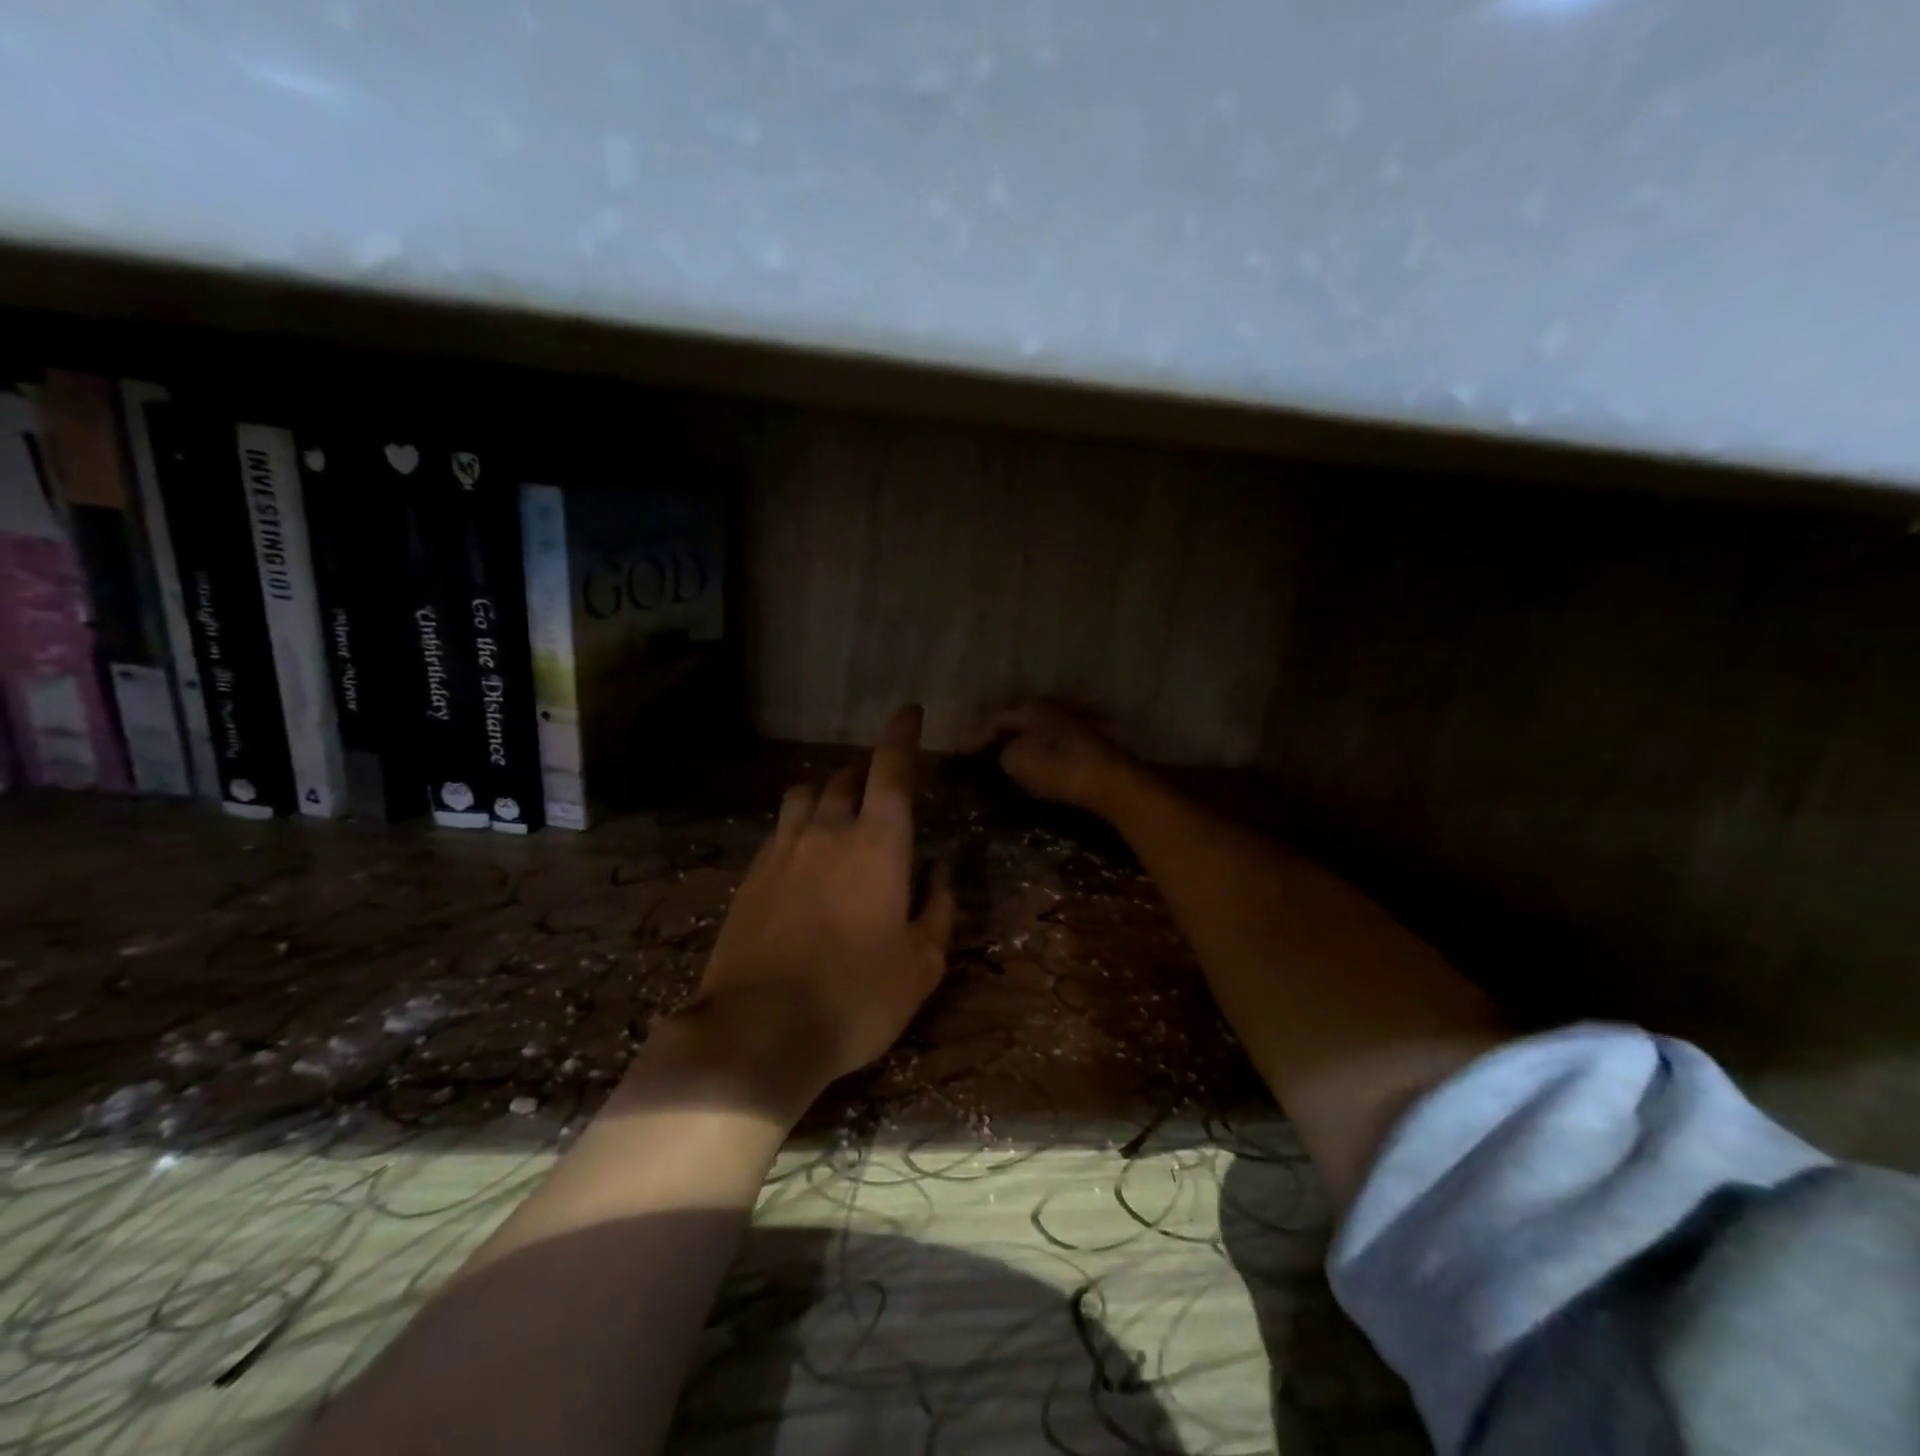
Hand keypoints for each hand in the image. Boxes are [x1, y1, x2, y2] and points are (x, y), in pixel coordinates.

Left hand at [671, 705, 953, 1114]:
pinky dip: (798, 826)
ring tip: (838, 814)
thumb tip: (943, 873)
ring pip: (804, 795)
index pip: (891, 770)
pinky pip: (779, 829)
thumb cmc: (855, 998)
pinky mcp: (750, 876)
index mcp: (877, 844)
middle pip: (845, 778)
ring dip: (827, 793)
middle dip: (866, 775)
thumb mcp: (922, 965)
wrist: (757, 1032)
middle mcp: (827, 832)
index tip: (908, 712)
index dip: (902, 736)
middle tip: (879, 793)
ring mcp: (782, 851)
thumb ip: (940, 910)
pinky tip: (802, 855)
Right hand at [991, 701, 1142, 818]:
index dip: (979, 737)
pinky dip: (1047, 754)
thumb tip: (1006, 753)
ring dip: (1028, 745)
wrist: (1111, 781)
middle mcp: (1054, 706)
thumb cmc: (1057, 767)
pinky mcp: (1093, 743)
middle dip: (1005, 736)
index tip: (968, 755)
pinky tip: (1043, 768)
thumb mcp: (1015, 761)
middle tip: (988, 755)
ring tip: (1014, 764)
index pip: (996, 718)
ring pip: (1043, 731)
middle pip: (1021, 720)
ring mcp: (1077, 722)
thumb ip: (1002, 753)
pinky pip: (1059, 744)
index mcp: (1031, 706)